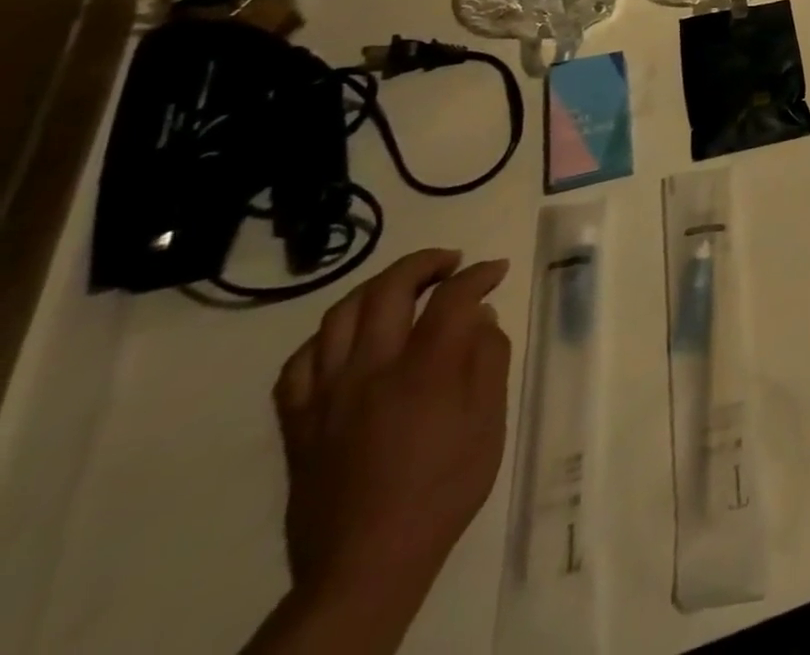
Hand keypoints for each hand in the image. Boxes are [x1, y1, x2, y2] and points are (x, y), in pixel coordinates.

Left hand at [271, 249, 511, 628]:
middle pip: (389, 289)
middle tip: (451, 263)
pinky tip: (348, 339)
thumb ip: (488, 358)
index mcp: (425, 369)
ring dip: (376, 288)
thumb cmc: (445, 486)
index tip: (497, 271)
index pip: (453, 297)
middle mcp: (371, 369)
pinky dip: (326, 337)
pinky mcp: (298, 422)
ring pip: (340, 315)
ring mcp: (327, 395)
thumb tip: (480, 317)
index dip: (479, 274)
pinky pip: (299, 363)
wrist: (368, 561)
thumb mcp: (489, 420)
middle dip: (424, 263)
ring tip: (403, 287)